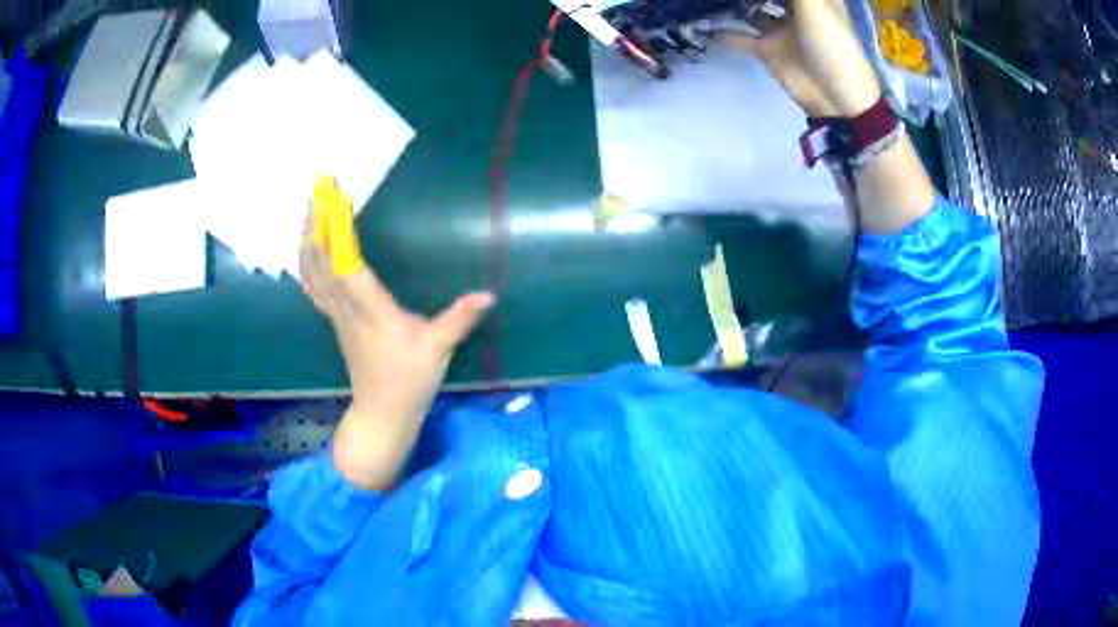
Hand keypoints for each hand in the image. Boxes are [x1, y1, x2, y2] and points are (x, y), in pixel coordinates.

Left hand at [300, 219, 494, 490]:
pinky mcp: (335, 319)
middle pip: (318, 261)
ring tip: (313, 208)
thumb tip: (489, 294)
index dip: (336, 229)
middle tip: (320, 189)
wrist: (382, 413)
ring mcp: (336, 314)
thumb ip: (460, 319)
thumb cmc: (409, 380)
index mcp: (370, 310)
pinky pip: (313, 283)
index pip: (345, 263)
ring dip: (307, 237)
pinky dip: (308, 259)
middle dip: (315, 222)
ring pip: (310, 271)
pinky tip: (311, 245)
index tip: (335, 196)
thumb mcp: (438, 349)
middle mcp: (346, 308)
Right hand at [722, 0, 881, 116]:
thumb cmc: (833, 46)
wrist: (839, 100)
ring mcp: (780, 28)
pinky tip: (702, 26)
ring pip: (750, 8)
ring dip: (732, 2)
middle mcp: (795, 8)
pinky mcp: (768, 49)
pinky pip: (740, 37)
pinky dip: (723, 32)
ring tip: (707, 0)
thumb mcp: (815, 6)